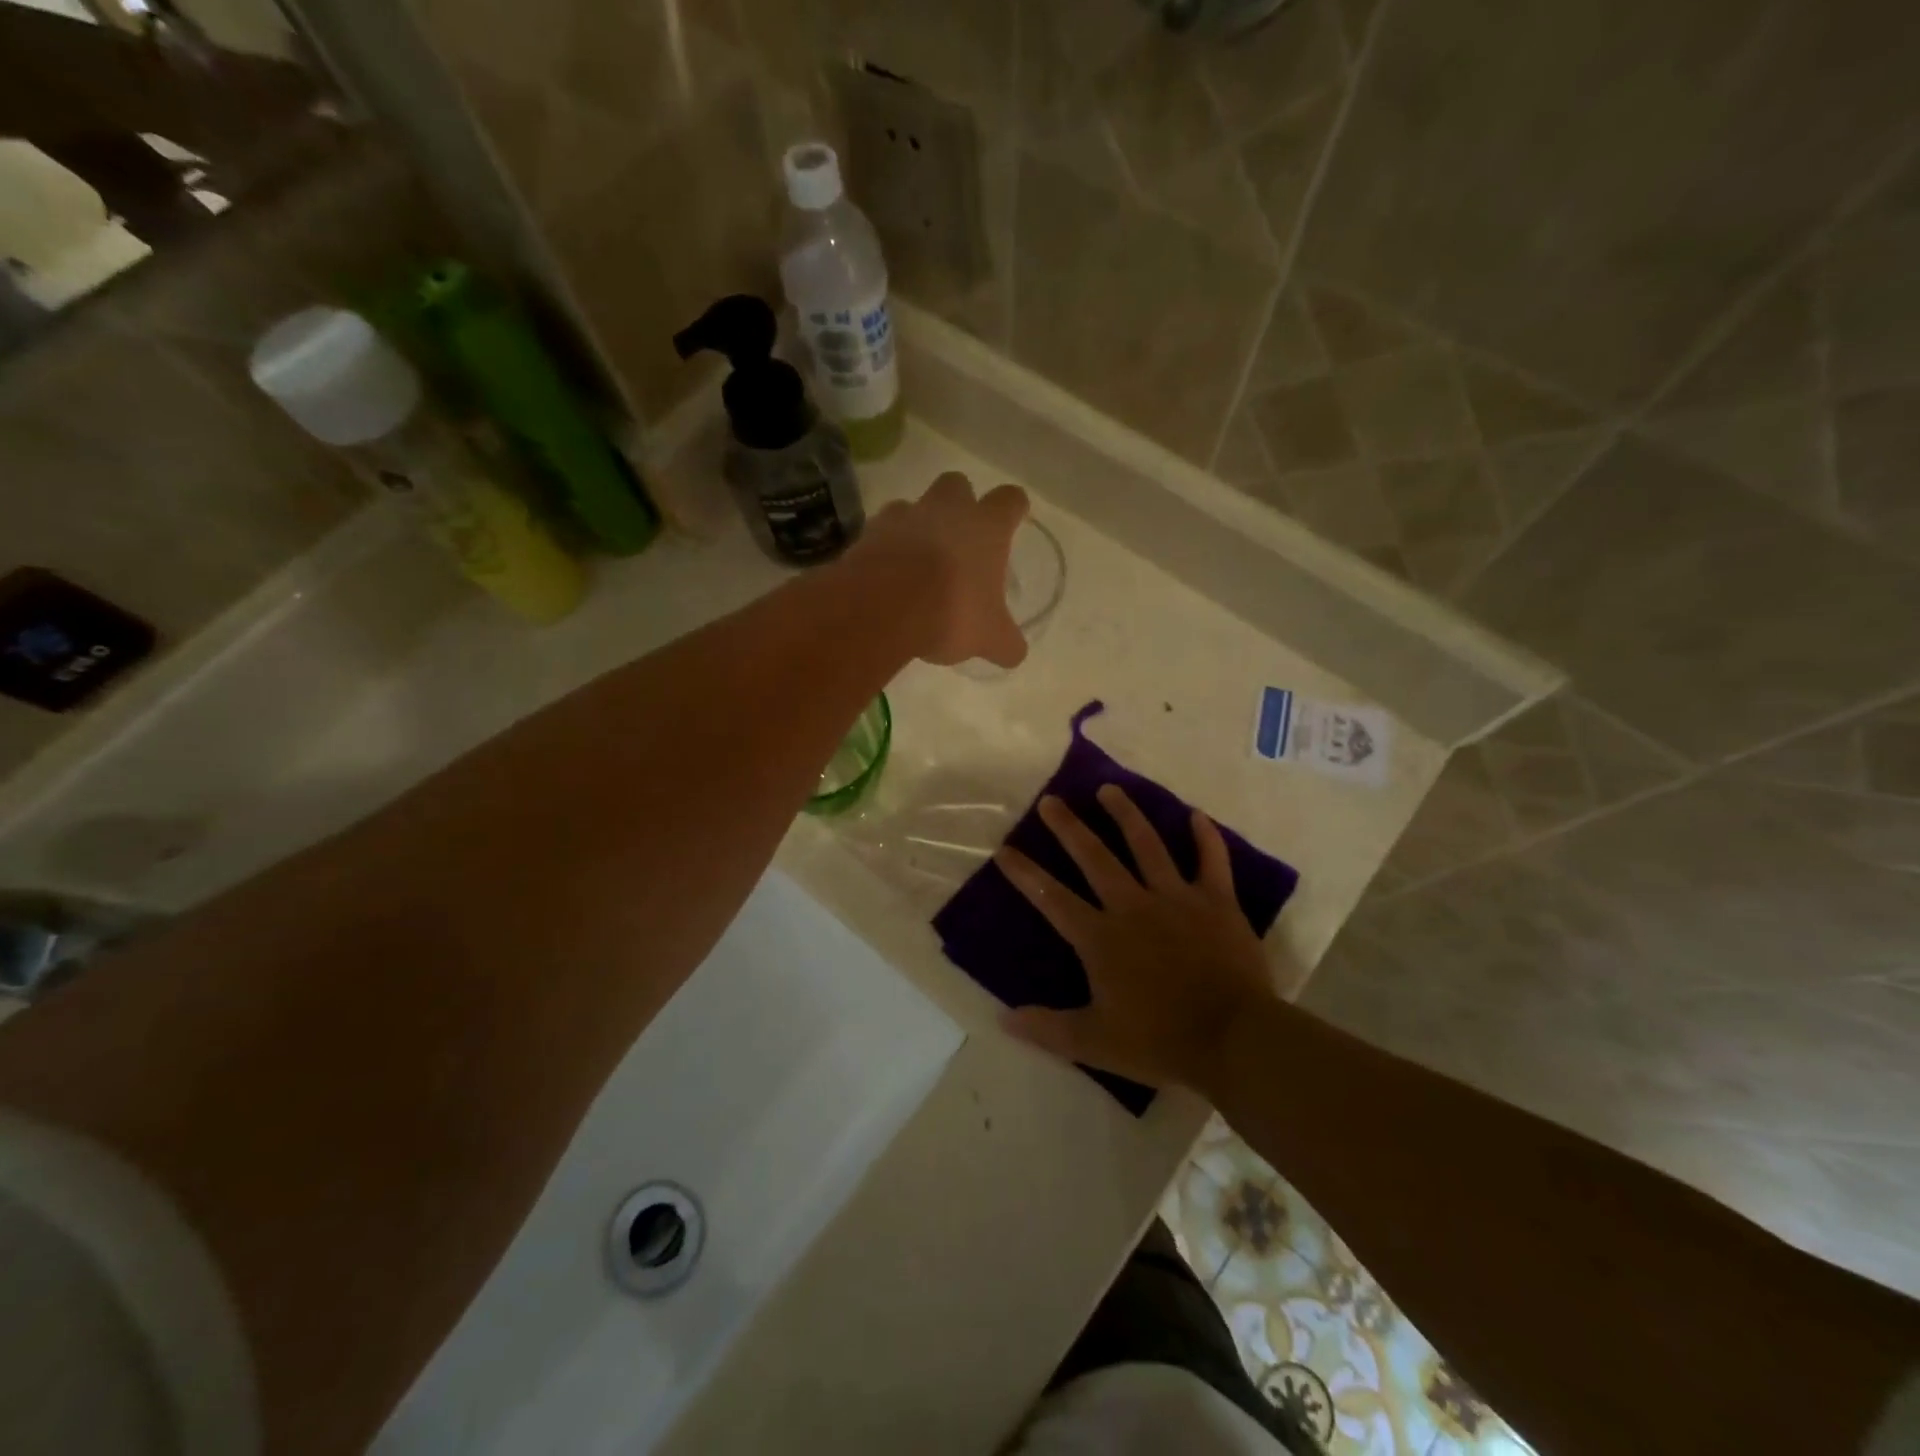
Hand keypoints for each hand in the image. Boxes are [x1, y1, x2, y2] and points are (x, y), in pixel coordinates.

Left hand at [852, 471, 1028, 666]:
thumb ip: (1005, 643)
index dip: (1013, 509)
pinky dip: (886, 546)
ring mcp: (904, 516)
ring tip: (917, 561)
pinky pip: (881, 531)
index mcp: (986, 527)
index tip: (1012, 520)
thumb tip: (1014, 653)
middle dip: (959, 504)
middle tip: (959, 538)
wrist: (883, 606)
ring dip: (917, 525)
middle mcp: (946, 509)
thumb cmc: (951, 611)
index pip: (1010, 500)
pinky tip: (887, 575)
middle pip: (958, 485)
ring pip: (914, 505)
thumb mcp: (989, 638)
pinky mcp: (868, 532)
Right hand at [995, 786, 1275, 1088]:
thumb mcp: (1095, 1043)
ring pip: (1147, 845)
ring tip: (1110, 789)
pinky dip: (1205, 837)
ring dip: (1126, 815)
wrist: (1234, 1038)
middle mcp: (1132, 906)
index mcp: (1101, 937)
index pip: (1051, 898)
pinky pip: (1211, 861)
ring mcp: (1176, 898)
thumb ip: (1047, 1029)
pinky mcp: (1216, 902)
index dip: (1025, 874)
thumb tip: (1003, 1019)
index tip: (1004, 850)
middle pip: (1094, 857)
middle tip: (1051, 801)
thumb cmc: (1161, 1041)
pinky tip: (1197, 815)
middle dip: (1068, 827)